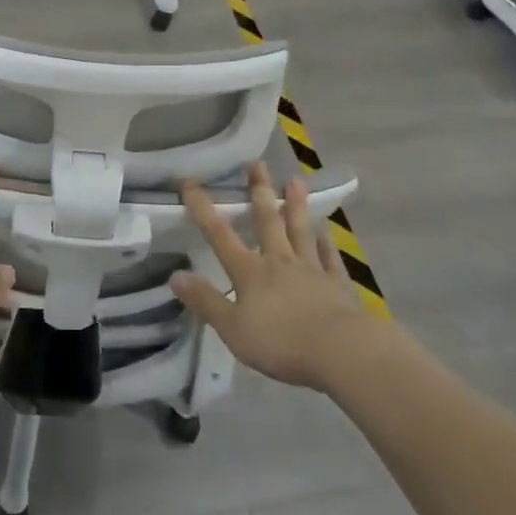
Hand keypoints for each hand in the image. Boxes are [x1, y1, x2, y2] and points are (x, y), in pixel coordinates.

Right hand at [170, 162, 372, 390]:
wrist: (340, 351)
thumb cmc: (280, 342)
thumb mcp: (232, 328)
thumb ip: (205, 301)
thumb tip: (175, 275)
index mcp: (250, 272)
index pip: (220, 235)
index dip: (203, 209)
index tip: (190, 182)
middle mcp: (279, 261)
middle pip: (267, 221)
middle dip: (259, 192)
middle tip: (257, 164)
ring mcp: (311, 269)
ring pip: (300, 231)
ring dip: (296, 205)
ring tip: (295, 180)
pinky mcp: (337, 284)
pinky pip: (329, 257)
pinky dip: (326, 243)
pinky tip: (325, 232)